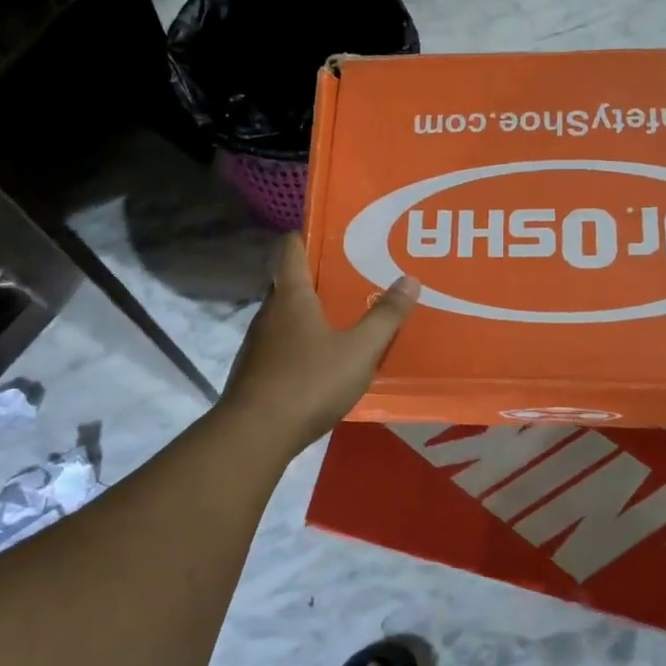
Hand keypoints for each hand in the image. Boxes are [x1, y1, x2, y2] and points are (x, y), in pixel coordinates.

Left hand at [222, 234, 418, 452]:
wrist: (255, 434)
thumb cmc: (309, 381)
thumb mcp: (359, 350)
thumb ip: (385, 317)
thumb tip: (410, 279)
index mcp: (292, 297)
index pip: (291, 249)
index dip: (306, 235)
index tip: (330, 230)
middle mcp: (269, 312)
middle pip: (289, 282)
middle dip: (317, 277)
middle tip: (352, 275)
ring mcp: (258, 344)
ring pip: (285, 315)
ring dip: (309, 312)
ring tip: (342, 317)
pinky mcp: (255, 372)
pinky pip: (281, 344)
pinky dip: (300, 342)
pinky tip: (322, 359)